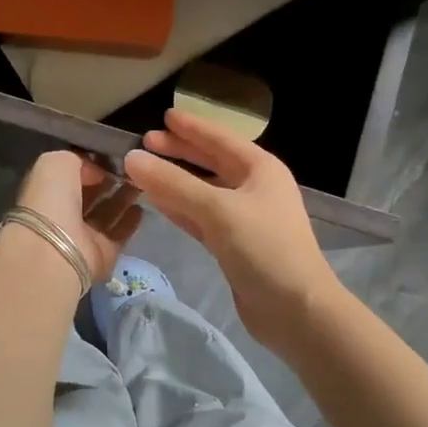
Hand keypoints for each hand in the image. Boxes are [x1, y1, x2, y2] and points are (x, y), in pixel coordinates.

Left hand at [15, 152, 142, 287]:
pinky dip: (130, 221)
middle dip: (108, 180)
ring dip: (123, 197)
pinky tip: (141, 206)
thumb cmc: (51, 202)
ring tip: (141, 182)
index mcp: (46, 192)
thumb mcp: (56, 163)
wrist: (56, 252)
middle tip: (132, 167)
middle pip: (90, 194)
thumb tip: (96, 171)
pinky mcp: (102, 253)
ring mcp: (83, 236)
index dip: (89, 164)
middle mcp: (63, 214)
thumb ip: (77, 159)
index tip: (112, 153)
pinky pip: (119, 234)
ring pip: (106, 213)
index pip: (70, 175)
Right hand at [124, 110, 342, 348]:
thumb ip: (173, 183)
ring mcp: (245, 218)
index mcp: (260, 169)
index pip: (220, 139)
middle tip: (146, 142)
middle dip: (180, 152)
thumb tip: (132, 158)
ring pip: (203, 191)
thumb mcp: (217, 210)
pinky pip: (201, 217)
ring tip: (143, 170)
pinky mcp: (234, 245)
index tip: (163, 116)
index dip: (191, 128)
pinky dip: (180, 208)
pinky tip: (157, 202)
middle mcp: (254, 188)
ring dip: (175, 181)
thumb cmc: (264, 248)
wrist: (295, 309)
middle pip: (211, 162)